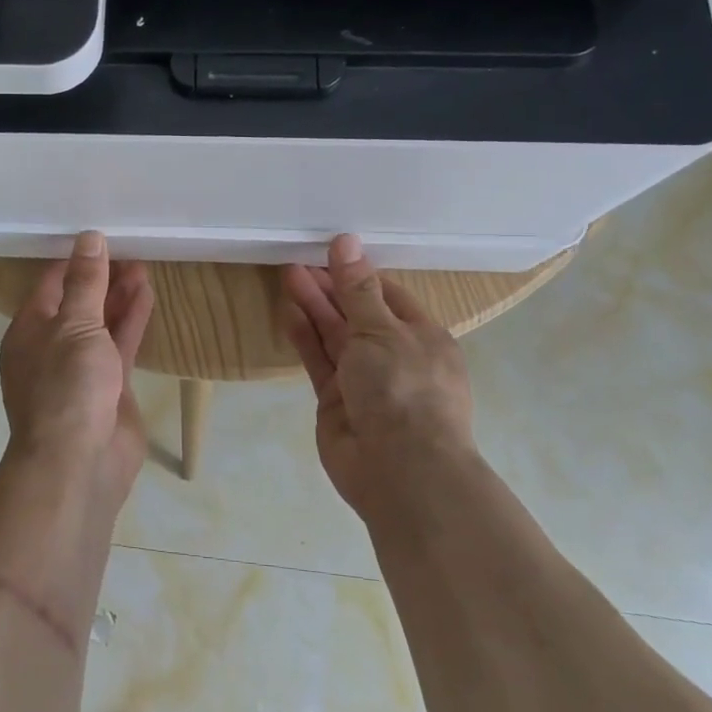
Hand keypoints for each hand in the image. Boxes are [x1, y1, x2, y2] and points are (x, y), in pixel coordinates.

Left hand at [0, 232, 155, 502]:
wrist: (80, 462)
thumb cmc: (67, 386)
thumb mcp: (75, 325)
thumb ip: (86, 282)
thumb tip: (89, 238)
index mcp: (28, 330)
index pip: (50, 285)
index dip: (75, 261)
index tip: (100, 238)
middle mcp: (51, 347)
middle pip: (78, 302)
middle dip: (102, 278)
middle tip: (130, 250)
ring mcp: (81, 369)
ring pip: (101, 323)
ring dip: (119, 297)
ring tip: (143, 266)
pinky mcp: (109, 387)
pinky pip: (120, 345)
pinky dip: (132, 321)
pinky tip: (147, 295)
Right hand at [282, 234, 477, 520]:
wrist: (400, 470)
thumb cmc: (403, 389)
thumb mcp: (382, 330)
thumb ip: (358, 289)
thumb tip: (347, 241)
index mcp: (422, 337)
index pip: (388, 295)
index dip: (358, 274)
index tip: (328, 252)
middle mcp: (394, 356)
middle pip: (358, 314)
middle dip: (331, 288)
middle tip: (298, 262)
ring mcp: (364, 380)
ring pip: (335, 336)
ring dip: (314, 307)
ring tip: (288, 275)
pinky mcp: (336, 400)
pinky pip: (319, 360)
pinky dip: (305, 337)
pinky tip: (288, 312)